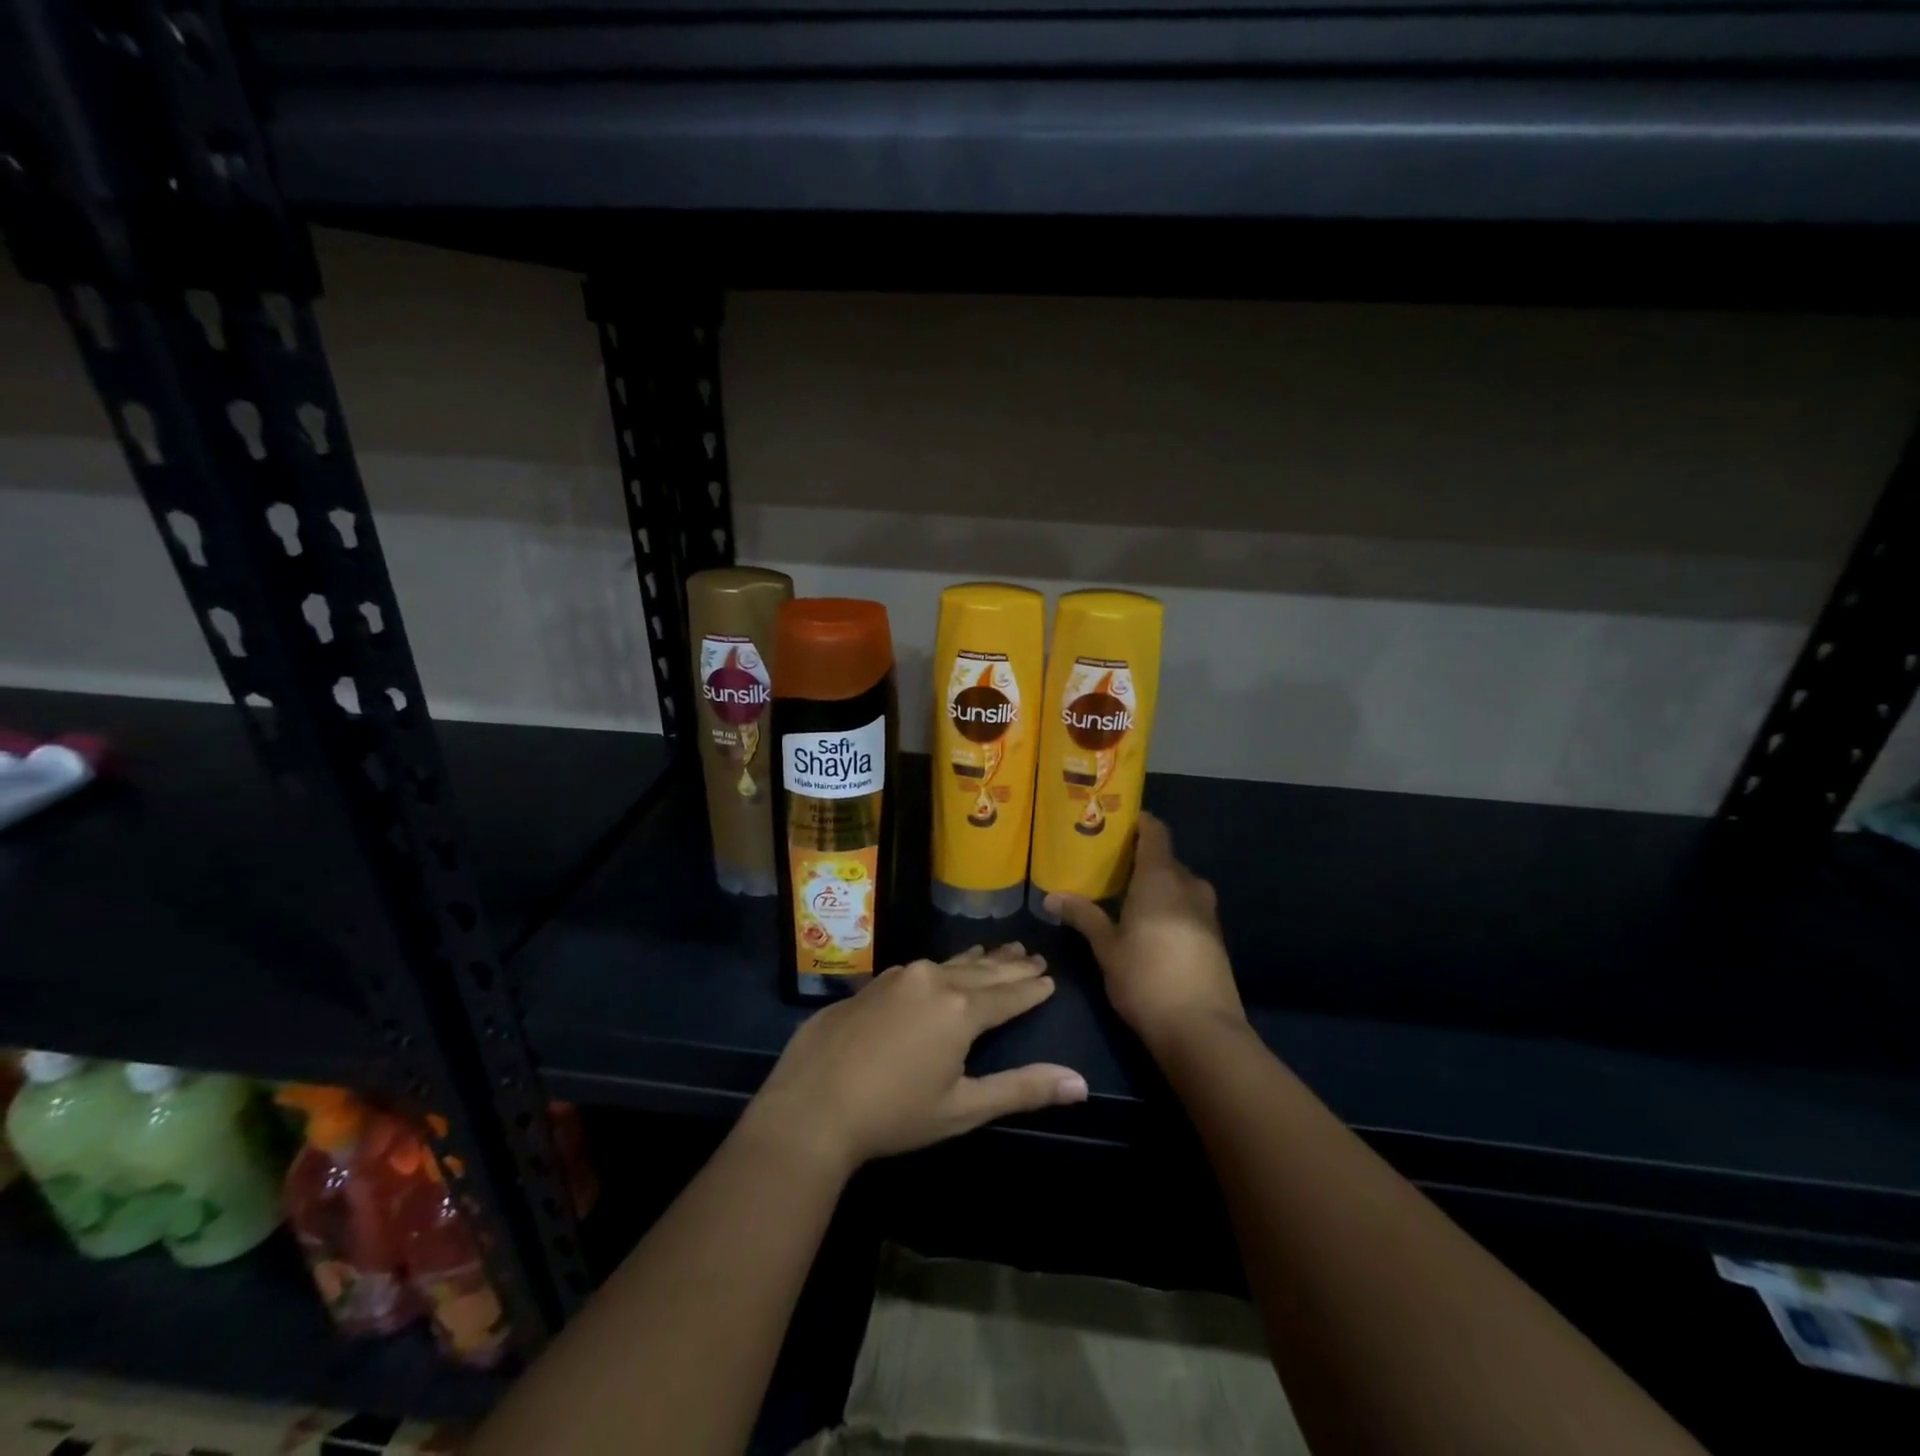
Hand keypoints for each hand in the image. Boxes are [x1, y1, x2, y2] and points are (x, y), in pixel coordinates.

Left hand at [747, 945, 1088, 1174]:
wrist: (811, 1106)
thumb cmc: (893, 1114)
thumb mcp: (963, 1108)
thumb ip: (1022, 1089)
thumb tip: (1080, 1083)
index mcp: (961, 1009)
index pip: (1009, 993)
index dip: (1032, 988)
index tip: (1051, 978)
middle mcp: (933, 981)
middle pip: (983, 970)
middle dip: (1010, 965)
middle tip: (1033, 955)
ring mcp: (899, 977)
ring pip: (950, 963)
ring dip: (978, 960)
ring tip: (999, 950)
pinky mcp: (873, 983)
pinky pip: (921, 968)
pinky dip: (944, 967)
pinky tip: (943, 969)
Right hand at [1047, 813, 1246, 1053]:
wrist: (1203, 1030)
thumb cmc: (1146, 979)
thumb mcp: (1107, 948)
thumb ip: (1084, 916)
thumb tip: (1051, 897)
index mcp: (1161, 878)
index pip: (1155, 832)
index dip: (1138, 823)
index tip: (1114, 823)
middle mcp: (1189, 886)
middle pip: (1165, 859)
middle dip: (1139, 859)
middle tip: (1106, 865)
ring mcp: (1207, 912)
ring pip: (1178, 885)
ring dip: (1155, 885)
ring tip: (1123, 895)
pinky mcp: (1214, 937)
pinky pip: (1187, 906)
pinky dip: (1168, 906)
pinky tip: (1147, 926)